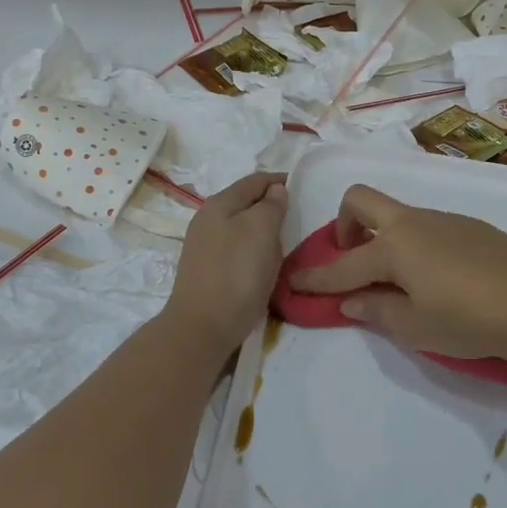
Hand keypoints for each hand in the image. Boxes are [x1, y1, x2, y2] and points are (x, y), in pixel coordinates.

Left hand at [164, 173, 287, 351]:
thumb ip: (271, 205)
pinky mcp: (207, 270)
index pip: (255, 180)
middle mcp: (207, 220)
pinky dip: (253, 249)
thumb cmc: (237, 272)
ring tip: (284, 241)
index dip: (279, 180)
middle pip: (246, 202)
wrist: (203, 327)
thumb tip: (275, 190)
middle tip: (297, 216)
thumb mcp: (262, 230)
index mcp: (219, 204)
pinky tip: (263, 264)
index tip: (303, 187)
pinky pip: (236, 249)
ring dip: (262, 230)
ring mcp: (204, 246)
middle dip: (271, 205)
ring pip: (241, 227)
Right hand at [289, 185, 506, 375]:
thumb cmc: (468, 319)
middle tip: (352, 260)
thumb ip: (377, 311)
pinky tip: (437, 277)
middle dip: (344, 225)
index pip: (343, 265)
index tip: (293, 283)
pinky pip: (426, 226)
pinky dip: (414, 244)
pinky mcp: (469, 225)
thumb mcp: (415, 326)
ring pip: (397, 215)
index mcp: (393, 247)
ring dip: (383, 237)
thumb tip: (351, 300)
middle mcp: (413, 223)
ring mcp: (442, 219)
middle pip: (361, 200)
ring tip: (400, 281)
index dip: (315, 278)